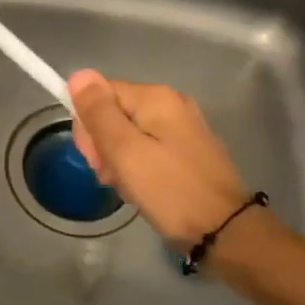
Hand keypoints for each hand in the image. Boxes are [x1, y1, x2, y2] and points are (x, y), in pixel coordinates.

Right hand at [68, 71, 249, 249]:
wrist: (225, 230)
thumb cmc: (170, 190)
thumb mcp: (124, 151)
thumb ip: (99, 112)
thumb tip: (79, 74)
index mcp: (155, 97)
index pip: (100, 95)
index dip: (89, 126)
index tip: (95, 159)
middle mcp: (171, 103)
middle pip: (115, 114)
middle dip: (104, 146)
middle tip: (111, 176)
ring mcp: (183, 128)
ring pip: (129, 135)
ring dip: (119, 161)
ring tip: (128, 188)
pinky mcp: (189, 151)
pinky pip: (148, 150)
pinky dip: (139, 168)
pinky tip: (142, 190)